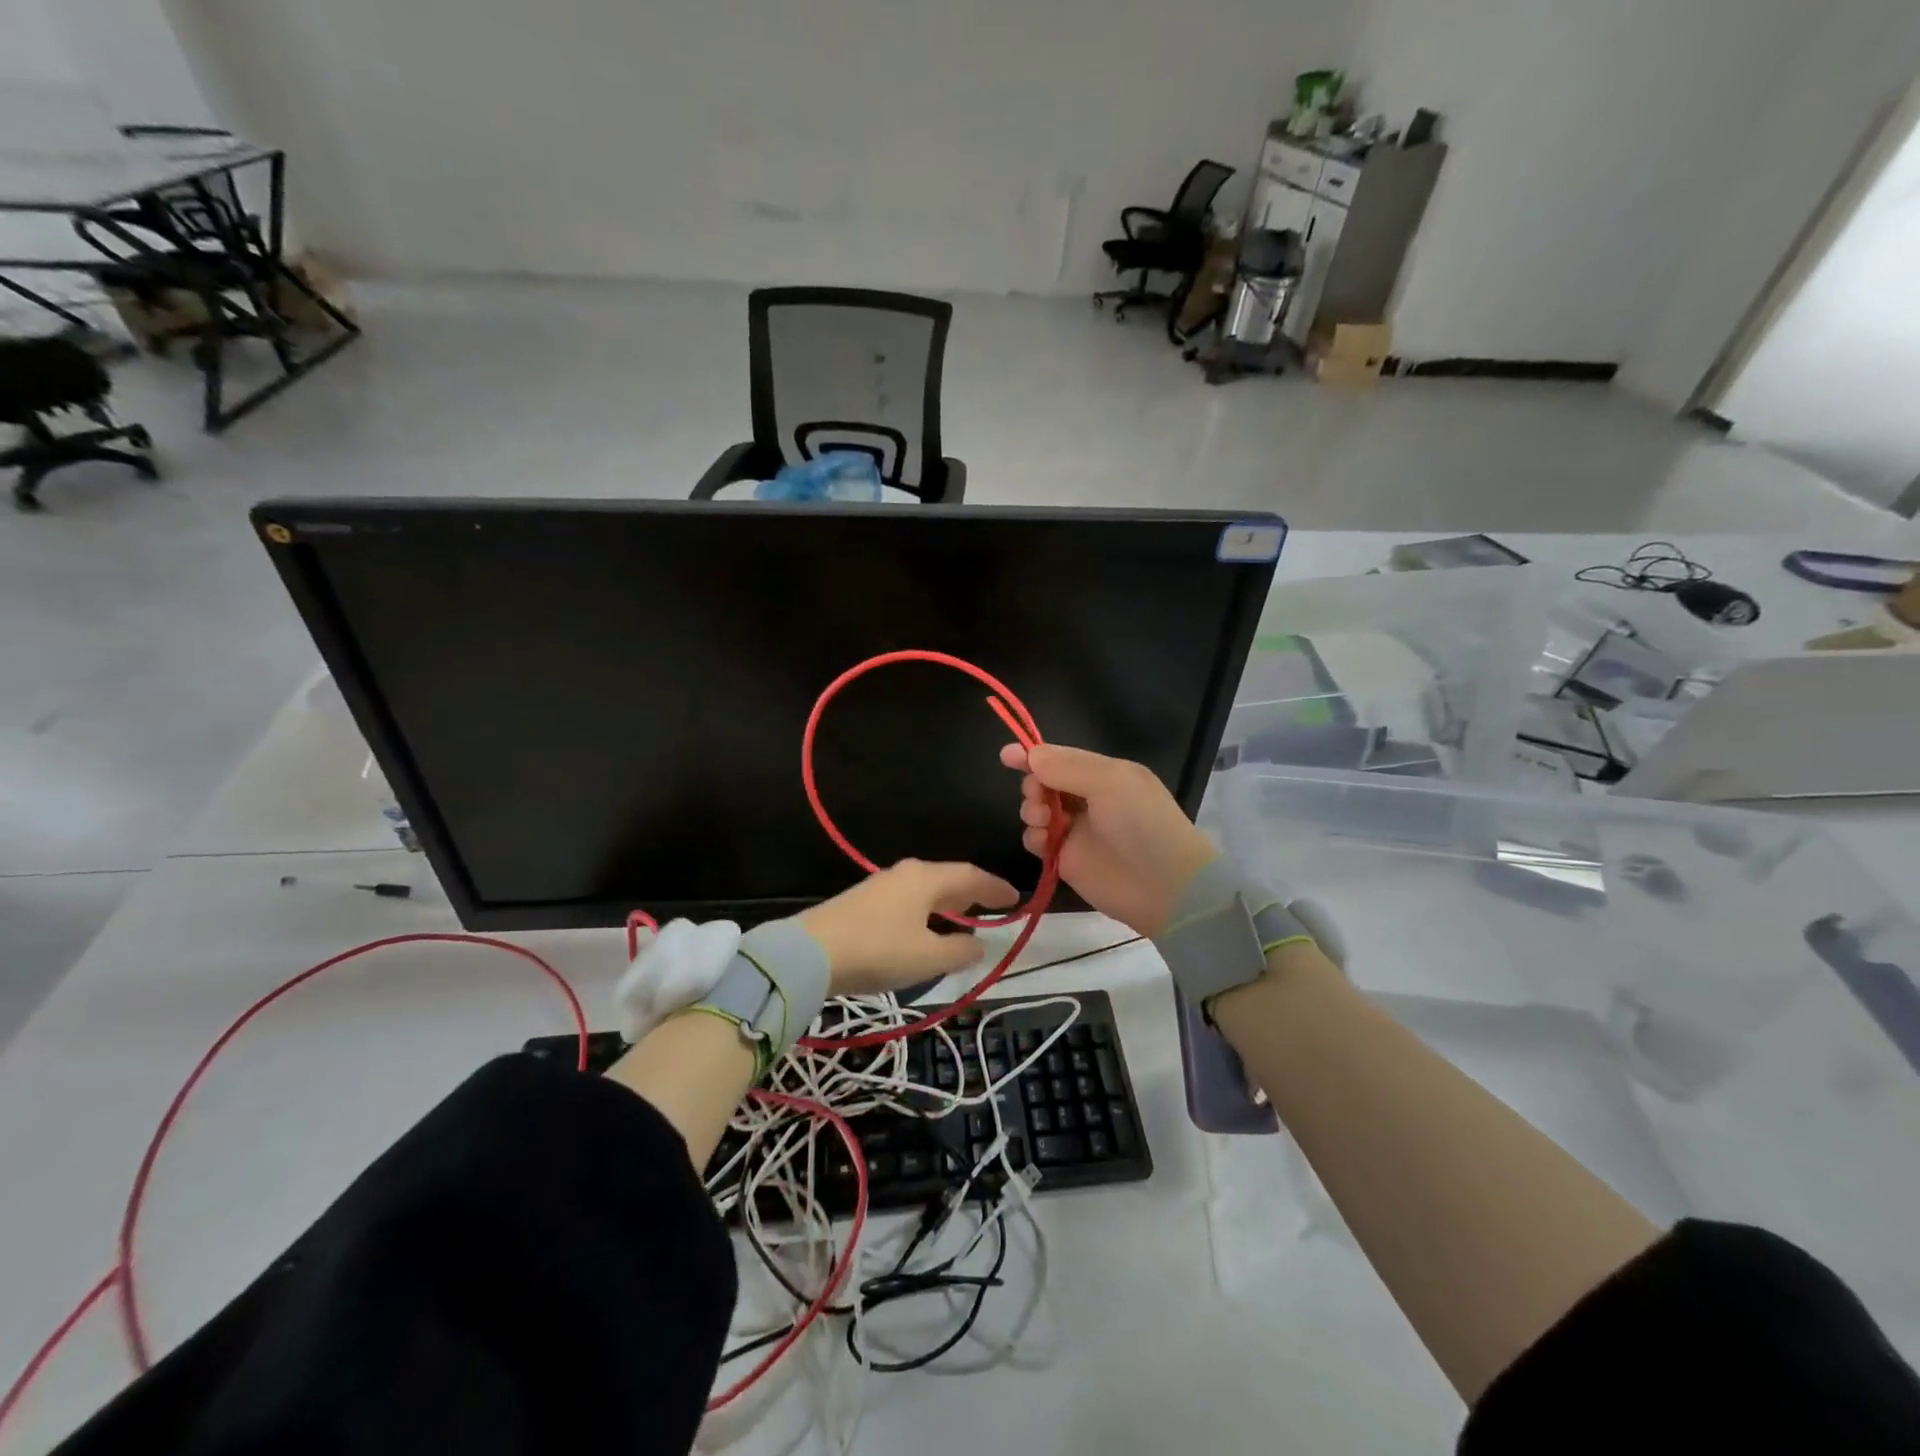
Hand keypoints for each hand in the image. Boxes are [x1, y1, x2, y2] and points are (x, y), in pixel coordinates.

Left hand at [799, 859, 1017, 996]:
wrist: (810, 952)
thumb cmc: (878, 950)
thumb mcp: (927, 958)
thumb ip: (958, 950)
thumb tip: (978, 945)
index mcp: (927, 879)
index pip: (970, 876)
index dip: (994, 888)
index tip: (1015, 898)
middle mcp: (906, 873)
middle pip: (947, 878)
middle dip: (971, 892)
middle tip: (992, 906)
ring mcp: (881, 885)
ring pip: (926, 888)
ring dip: (947, 902)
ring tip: (962, 917)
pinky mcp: (863, 901)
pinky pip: (908, 899)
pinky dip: (926, 909)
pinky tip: (924, 927)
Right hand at [1000, 743, 1216, 935]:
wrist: (1164, 886)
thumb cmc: (1141, 823)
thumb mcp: (1110, 781)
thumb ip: (1066, 766)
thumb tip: (1030, 754)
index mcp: (1104, 773)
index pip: (1060, 757)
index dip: (1033, 755)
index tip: (1006, 756)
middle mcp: (1088, 798)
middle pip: (1044, 782)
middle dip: (1034, 784)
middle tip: (1039, 796)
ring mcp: (1076, 830)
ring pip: (1036, 809)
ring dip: (1032, 809)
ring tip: (1044, 820)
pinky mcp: (1065, 859)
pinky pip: (1036, 840)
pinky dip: (1034, 837)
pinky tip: (1043, 841)